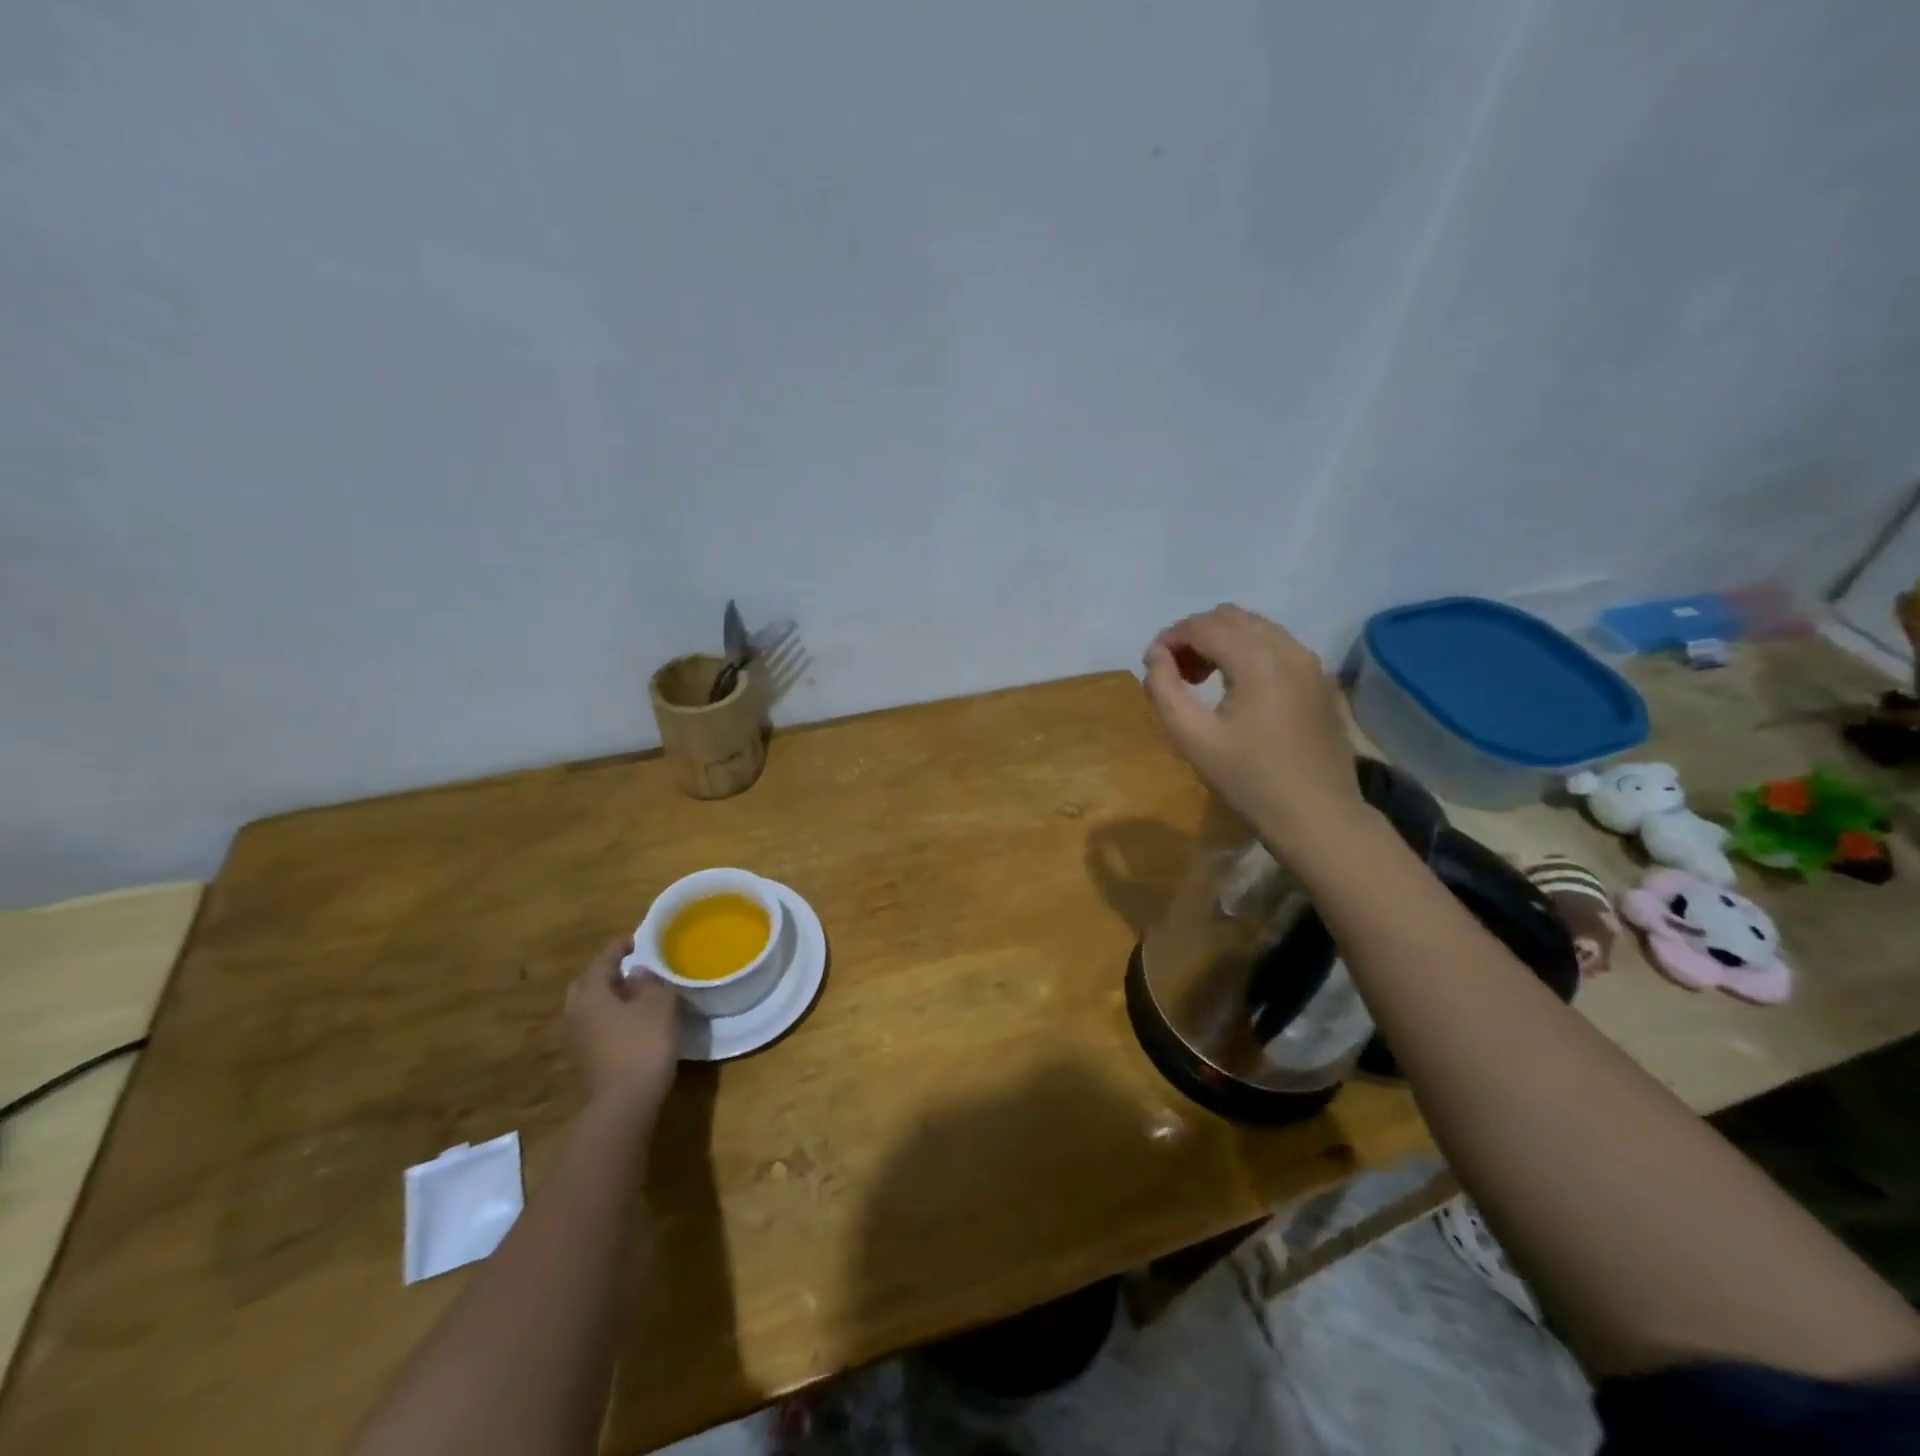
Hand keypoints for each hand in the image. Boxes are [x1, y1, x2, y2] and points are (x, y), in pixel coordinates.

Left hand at [564, 937, 681, 1117]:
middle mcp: (575, 1013)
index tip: (636, 940)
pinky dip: (609, 1019)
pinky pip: (593, 1028)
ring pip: (588, 1008)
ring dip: (607, 998)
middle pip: (587, 984)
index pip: (602, 960)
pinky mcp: (583, 1061)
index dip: (619, 947)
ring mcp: (574, 1040)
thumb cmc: (643, 1044)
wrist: (623, 1105)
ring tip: (634, 995)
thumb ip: (650, 983)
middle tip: (631, 968)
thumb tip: (638, 973)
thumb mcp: (659, 1005)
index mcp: (590, 993)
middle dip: (607, 973)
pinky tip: (630, 1023)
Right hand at [1142, 604, 1364, 846]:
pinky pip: (1277, 645)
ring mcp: (1310, 663)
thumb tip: (1155, 656)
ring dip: (1221, 641)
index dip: (1169, 638)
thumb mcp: (1192, 739)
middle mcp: (1288, 649)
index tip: (1151, 665)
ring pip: (1256, 627)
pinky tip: (1237, 689)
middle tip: (1176, 674)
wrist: (1318, 817)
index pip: (1203, 626)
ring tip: (1203, 680)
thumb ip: (1164, 690)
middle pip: (1230, 617)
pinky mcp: (1320, 680)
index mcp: (1257, 661)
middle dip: (1195, 636)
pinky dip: (1248, 651)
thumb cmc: (1249, 782)